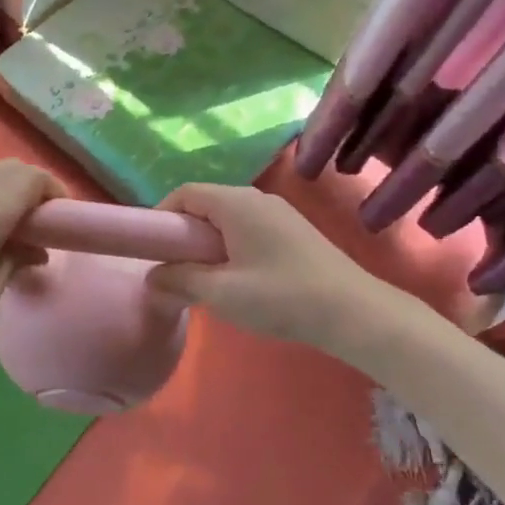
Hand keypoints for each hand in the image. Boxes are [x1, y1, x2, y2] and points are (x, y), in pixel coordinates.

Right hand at [147, 183, 395, 352]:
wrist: (354, 312)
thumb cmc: (281, 297)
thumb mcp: (221, 293)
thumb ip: (180, 280)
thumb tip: (152, 276)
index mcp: (235, 202)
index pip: (184, 193)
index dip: (160, 216)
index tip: (150, 249)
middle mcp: (256, 197)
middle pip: (205, 204)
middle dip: (183, 233)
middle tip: (174, 269)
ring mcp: (278, 213)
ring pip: (227, 218)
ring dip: (207, 243)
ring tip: (203, 279)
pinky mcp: (293, 231)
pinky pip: (247, 228)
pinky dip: (230, 246)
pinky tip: (237, 279)